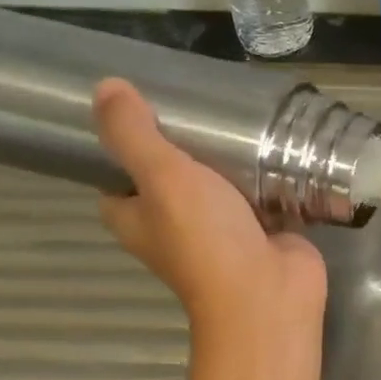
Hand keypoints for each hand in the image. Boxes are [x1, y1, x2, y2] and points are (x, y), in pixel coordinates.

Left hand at [93, 79, 325, 328]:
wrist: (268, 293)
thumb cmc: (205, 239)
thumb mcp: (161, 177)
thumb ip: (134, 134)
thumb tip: (105, 86)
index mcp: (135, 217)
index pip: (117, 175)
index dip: (124, 142)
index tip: (144, 104)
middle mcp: (172, 224)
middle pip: (170, 174)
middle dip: (184, 141)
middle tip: (200, 100)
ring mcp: (220, 228)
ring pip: (217, 181)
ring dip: (227, 155)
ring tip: (237, 110)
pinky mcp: (260, 228)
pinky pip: (258, 191)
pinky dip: (264, 170)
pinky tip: (275, 138)